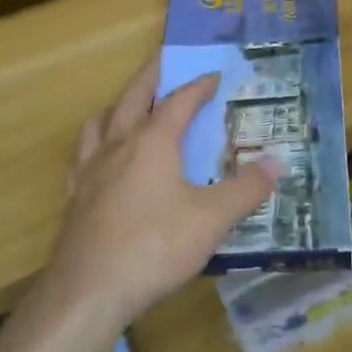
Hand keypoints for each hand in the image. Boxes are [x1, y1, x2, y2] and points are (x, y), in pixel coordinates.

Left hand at [45, 56, 277, 328]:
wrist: (89, 291)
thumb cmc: (155, 246)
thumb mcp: (212, 218)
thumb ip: (247, 189)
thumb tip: (278, 164)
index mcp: (153, 142)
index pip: (178, 102)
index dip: (198, 86)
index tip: (213, 75)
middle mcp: (117, 146)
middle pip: (131, 98)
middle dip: (150, 76)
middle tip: (162, 60)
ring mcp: (90, 171)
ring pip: (99, 122)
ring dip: (117, 107)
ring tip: (128, 107)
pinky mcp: (74, 198)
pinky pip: (82, 157)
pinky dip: (94, 145)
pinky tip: (99, 160)